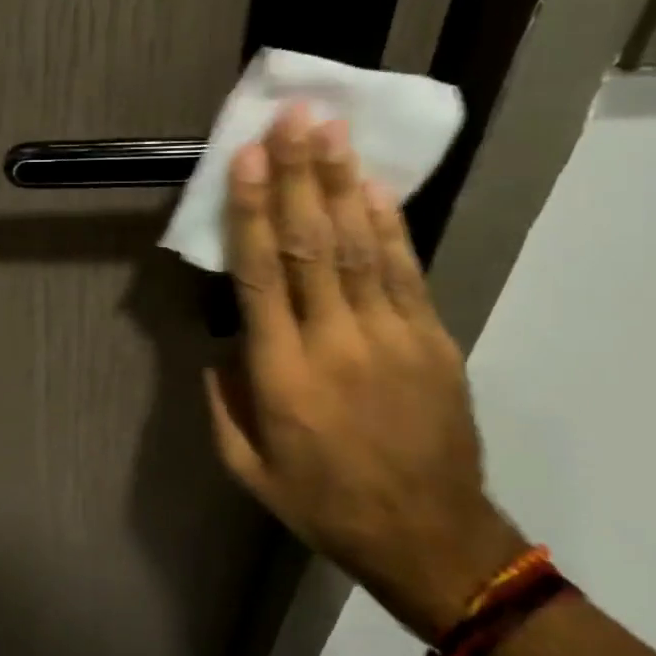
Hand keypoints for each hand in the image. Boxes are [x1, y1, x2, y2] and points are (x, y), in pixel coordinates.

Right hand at [205, 106, 526, 640]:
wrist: (431, 538)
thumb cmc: (325, 503)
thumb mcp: (248, 468)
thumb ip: (223, 403)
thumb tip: (222, 343)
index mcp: (283, 375)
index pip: (262, 277)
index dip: (253, 212)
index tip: (247, 160)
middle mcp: (335, 343)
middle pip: (313, 245)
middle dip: (299, 176)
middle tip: (292, 118)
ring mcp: (392, 336)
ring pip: (360, 247)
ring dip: (341, 184)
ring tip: (329, 131)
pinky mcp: (432, 339)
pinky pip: (405, 271)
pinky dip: (386, 224)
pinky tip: (370, 186)